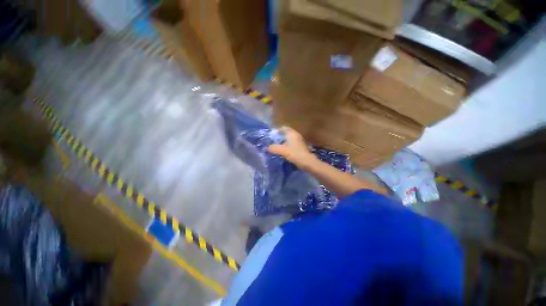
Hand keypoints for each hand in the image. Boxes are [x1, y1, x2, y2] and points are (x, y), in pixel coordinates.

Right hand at [268, 126, 316, 166]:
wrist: (307, 162)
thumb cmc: (294, 153)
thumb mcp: (281, 150)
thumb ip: (273, 148)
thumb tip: (267, 147)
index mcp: (292, 133)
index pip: (283, 128)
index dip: (276, 131)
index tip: (271, 136)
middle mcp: (296, 135)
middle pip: (286, 134)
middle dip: (279, 138)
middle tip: (273, 142)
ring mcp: (300, 141)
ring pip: (289, 140)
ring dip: (283, 143)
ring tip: (277, 148)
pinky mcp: (301, 147)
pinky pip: (292, 145)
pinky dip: (287, 147)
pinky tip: (284, 152)